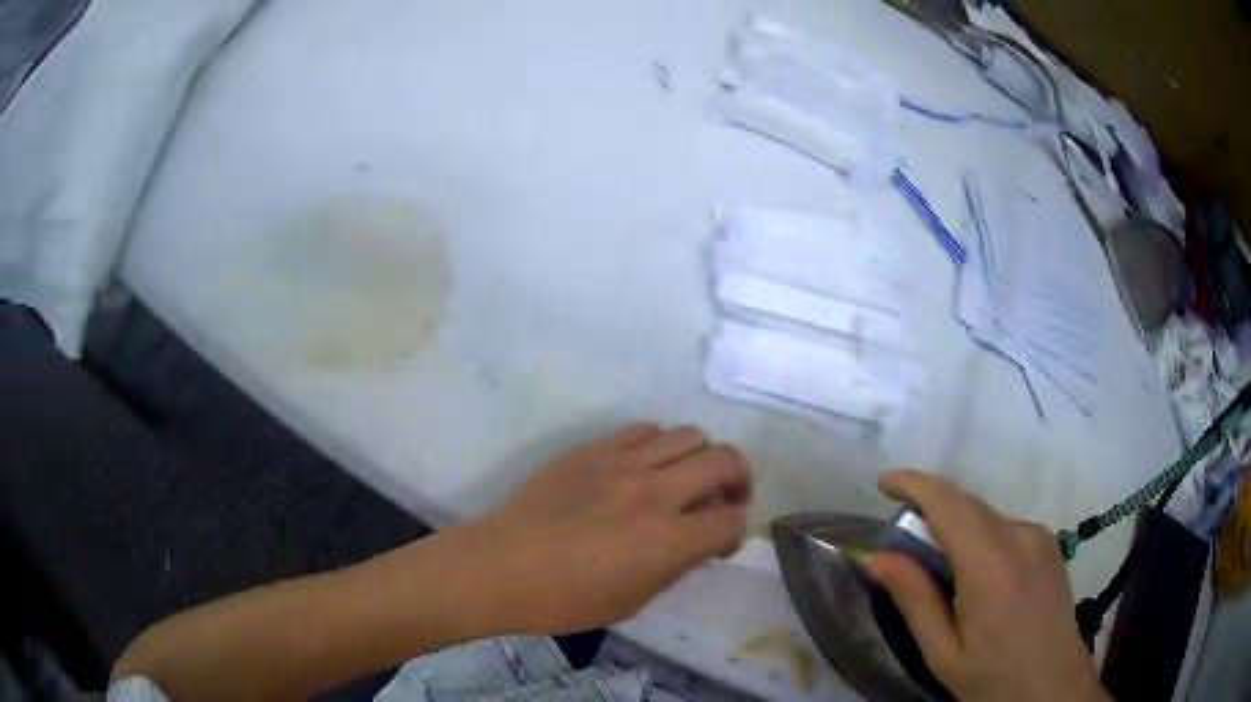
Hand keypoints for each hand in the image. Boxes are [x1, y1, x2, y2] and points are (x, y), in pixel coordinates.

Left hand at [463, 423, 750, 634]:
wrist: (501, 566)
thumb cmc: (565, 599)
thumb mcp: (633, 601)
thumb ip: (677, 565)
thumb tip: (700, 541)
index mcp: (667, 539)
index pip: (731, 518)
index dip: (737, 529)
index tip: (722, 540)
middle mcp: (655, 492)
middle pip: (725, 461)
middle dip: (738, 481)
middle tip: (723, 499)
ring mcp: (622, 462)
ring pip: (689, 435)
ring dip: (700, 458)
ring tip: (683, 479)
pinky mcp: (594, 448)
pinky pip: (644, 429)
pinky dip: (658, 445)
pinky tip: (643, 467)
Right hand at [867, 470, 1109, 701]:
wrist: (1053, 687)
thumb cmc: (992, 679)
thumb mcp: (943, 653)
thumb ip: (914, 600)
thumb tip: (878, 556)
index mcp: (990, 565)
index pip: (948, 504)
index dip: (914, 484)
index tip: (884, 482)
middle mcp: (1019, 536)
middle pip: (967, 504)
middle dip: (930, 508)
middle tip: (902, 543)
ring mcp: (1039, 537)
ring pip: (986, 515)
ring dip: (956, 526)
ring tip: (940, 570)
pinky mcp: (1049, 544)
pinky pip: (1005, 527)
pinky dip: (980, 536)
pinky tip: (977, 575)